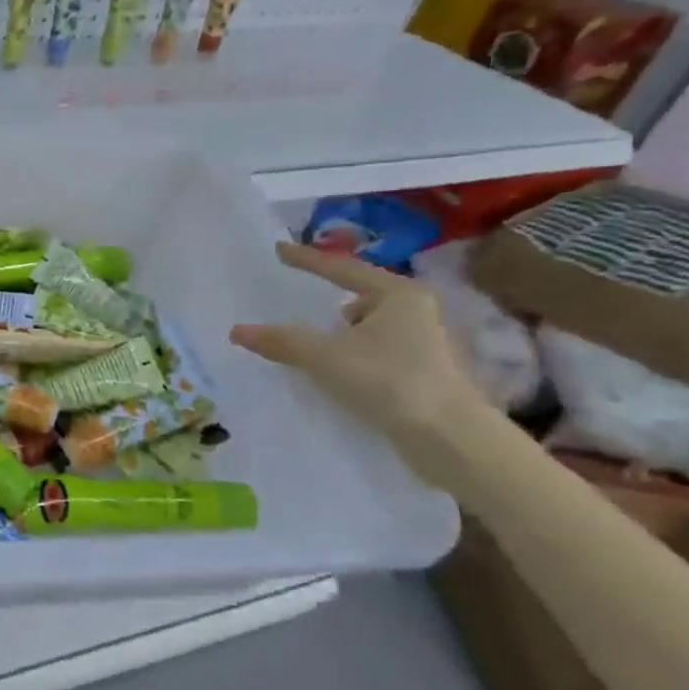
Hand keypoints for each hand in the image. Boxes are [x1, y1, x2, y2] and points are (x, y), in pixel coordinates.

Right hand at [229, 241, 492, 490]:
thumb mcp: (326, 358)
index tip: (278, 250)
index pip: (342, 269)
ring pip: (370, 326)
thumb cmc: (390, 382)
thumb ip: (282, 341)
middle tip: (300, 305)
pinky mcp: (425, 371)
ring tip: (317, 349)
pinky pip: (377, 350)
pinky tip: (340, 373)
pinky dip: (354, 355)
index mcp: (398, 294)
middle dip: (332, 302)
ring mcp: (425, 342)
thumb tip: (238, 330)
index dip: (307, 260)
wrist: (450, 438)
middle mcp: (417, 311)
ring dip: (343, 334)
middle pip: (360, 296)